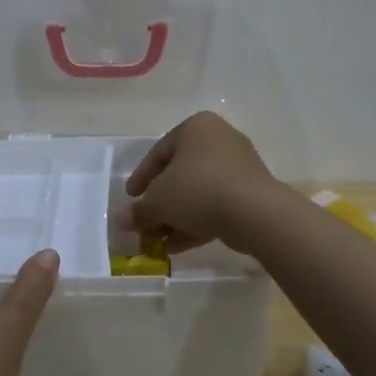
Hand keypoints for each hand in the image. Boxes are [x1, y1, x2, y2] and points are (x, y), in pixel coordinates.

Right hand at [126, 112, 284, 253]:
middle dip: (159, 204)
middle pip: (179, 174)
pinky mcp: (251, 192)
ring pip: (198, 193)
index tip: (130, 199)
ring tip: (157, 242)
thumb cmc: (198, 190)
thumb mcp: (158, 201)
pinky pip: (216, 205)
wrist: (255, 212)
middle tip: (144, 224)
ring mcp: (238, 166)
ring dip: (175, 218)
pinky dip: (196, 223)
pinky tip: (177, 247)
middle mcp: (218, 140)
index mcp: (196, 128)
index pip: (159, 152)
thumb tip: (121, 221)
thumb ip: (139, 211)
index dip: (140, 178)